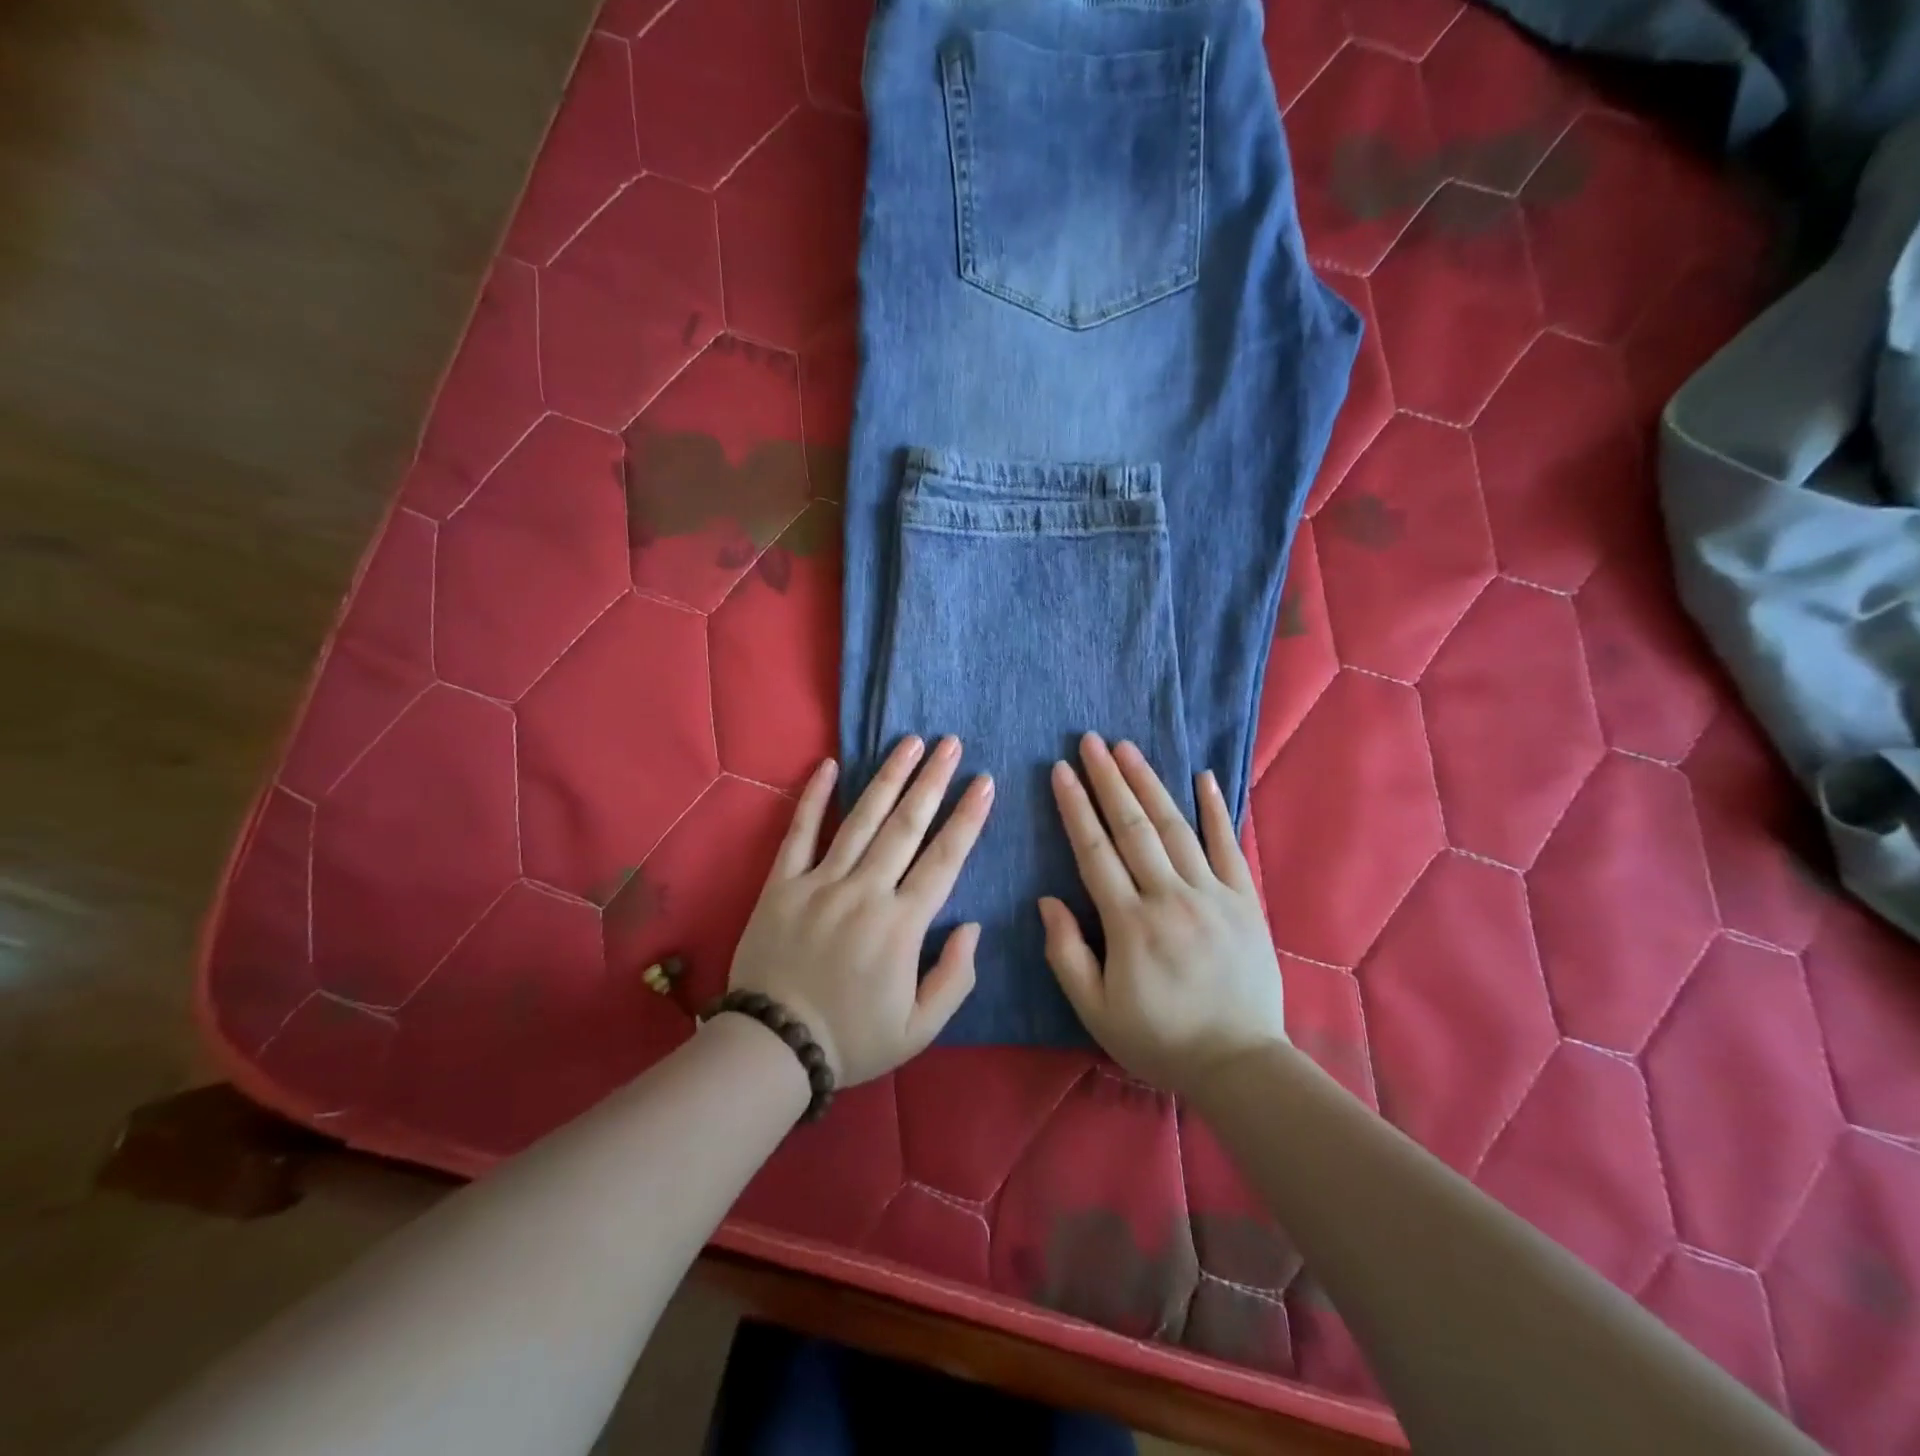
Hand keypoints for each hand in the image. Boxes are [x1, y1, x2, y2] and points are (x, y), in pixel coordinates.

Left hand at [729, 736, 993, 1085]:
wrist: (773, 1048)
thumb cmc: (853, 1040)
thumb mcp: (920, 1029)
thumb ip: (955, 977)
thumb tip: (973, 925)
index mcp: (901, 925)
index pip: (944, 859)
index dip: (968, 818)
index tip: (984, 781)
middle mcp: (864, 892)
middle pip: (906, 826)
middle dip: (932, 781)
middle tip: (950, 743)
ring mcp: (819, 883)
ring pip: (860, 819)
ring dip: (888, 777)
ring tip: (909, 742)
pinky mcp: (781, 884)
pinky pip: (799, 832)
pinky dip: (813, 797)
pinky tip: (828, 765)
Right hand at [1040, 733, 1288, 1096]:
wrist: (1239, 1063)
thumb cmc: (1159, 1038)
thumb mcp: (1096, 1010)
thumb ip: (1066, 954)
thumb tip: (1046, 900)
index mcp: (1129, 924)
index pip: (1094, 851)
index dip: (1075, 807)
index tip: (1060, 770)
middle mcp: (1169, 897)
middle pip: (1132, 827)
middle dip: (1108, 779)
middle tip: (1090, 740)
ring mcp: (1212, 894)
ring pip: (1174, 827)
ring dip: (1148, 783)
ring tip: (1127, 748)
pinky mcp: (1244, 900)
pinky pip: (1228, 846)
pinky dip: (1216, 809)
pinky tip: (1203, 776)